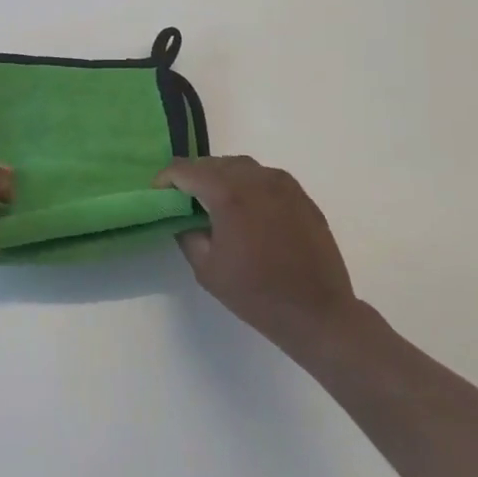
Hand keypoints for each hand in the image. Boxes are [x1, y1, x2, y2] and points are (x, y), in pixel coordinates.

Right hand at [156, 156, 360, 354]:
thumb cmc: (256, 294)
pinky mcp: (302, 197)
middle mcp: (257, 179)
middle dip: (193, 177)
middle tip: (184, 200)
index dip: (166, 179)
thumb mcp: (206, 268)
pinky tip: (246, 211)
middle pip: (213, 163)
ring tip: (214, 203)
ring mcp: (283, 185)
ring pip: (241, 166)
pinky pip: (265, 178)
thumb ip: (187, 234)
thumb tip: (185, 218)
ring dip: (221, 177)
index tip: (159, 195)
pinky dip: (248, 185)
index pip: (185, 170)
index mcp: (229, 194)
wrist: (318, 313)